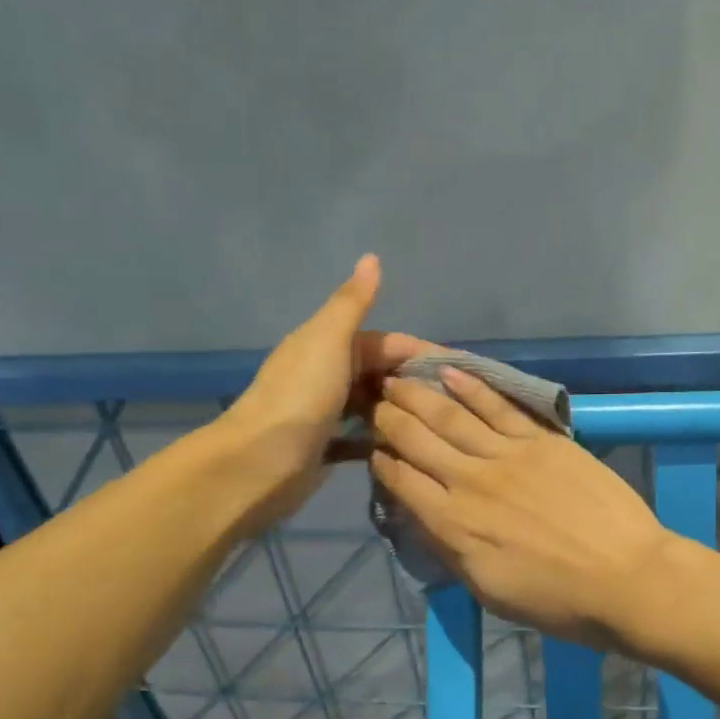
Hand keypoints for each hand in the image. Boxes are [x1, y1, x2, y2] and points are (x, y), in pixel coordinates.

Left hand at [215, 255, 433, 530]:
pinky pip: (362, 439)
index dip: (420, 352)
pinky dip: (382, 440)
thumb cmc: (301, 396)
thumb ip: (353, 303)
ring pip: (373, 406)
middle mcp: (325, 374)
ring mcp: (325, 413)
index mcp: (326, 344)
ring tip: (439, 428)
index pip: (385, 342)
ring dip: (400, 412)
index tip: (458, 370)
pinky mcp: (325, 447)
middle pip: (380, 373)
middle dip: (413, 384)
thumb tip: (372, 257)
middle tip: (454, 406)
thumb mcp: (329, 340)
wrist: (261, 462)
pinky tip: (408, 450)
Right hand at [369, 368, 674, 647]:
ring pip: (451, 415)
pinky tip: (450, 371)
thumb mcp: (489, 591)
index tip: (371, 447)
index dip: (381, 461)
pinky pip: (498, 407)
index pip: (402, 481)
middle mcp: (470, 482)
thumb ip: (450, 551)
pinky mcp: (542, 440)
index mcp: (454, 525)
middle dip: (389, 417)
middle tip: (373, 400)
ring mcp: (508, 455)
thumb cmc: (557, 600)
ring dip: (418, 393)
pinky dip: (471, 387)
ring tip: (396, 377)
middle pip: (418, 440)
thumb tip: (422, 519)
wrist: (626, 578)